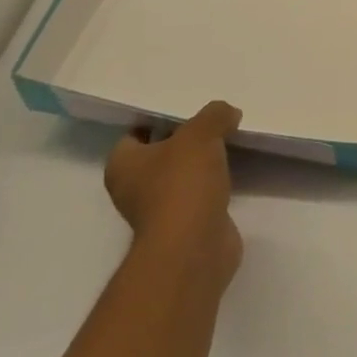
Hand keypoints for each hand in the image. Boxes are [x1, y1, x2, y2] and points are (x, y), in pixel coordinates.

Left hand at [104, 101, 243, 288]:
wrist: (195, 247)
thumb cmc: (183, 184)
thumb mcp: (201, 133)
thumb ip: (214, 115)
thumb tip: (228, 113)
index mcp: (123, 165)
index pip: (135, 133)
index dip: (158, 118)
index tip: (186, 108)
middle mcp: (134, 189)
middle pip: (160, 154)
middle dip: (184, 140)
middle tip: (212, 121)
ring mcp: (160, 211)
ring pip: (181, 176)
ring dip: (201, 164)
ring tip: (228, 140)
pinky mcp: (186, 227)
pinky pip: (199, 196)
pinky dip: (213, 185)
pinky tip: (233, 171)